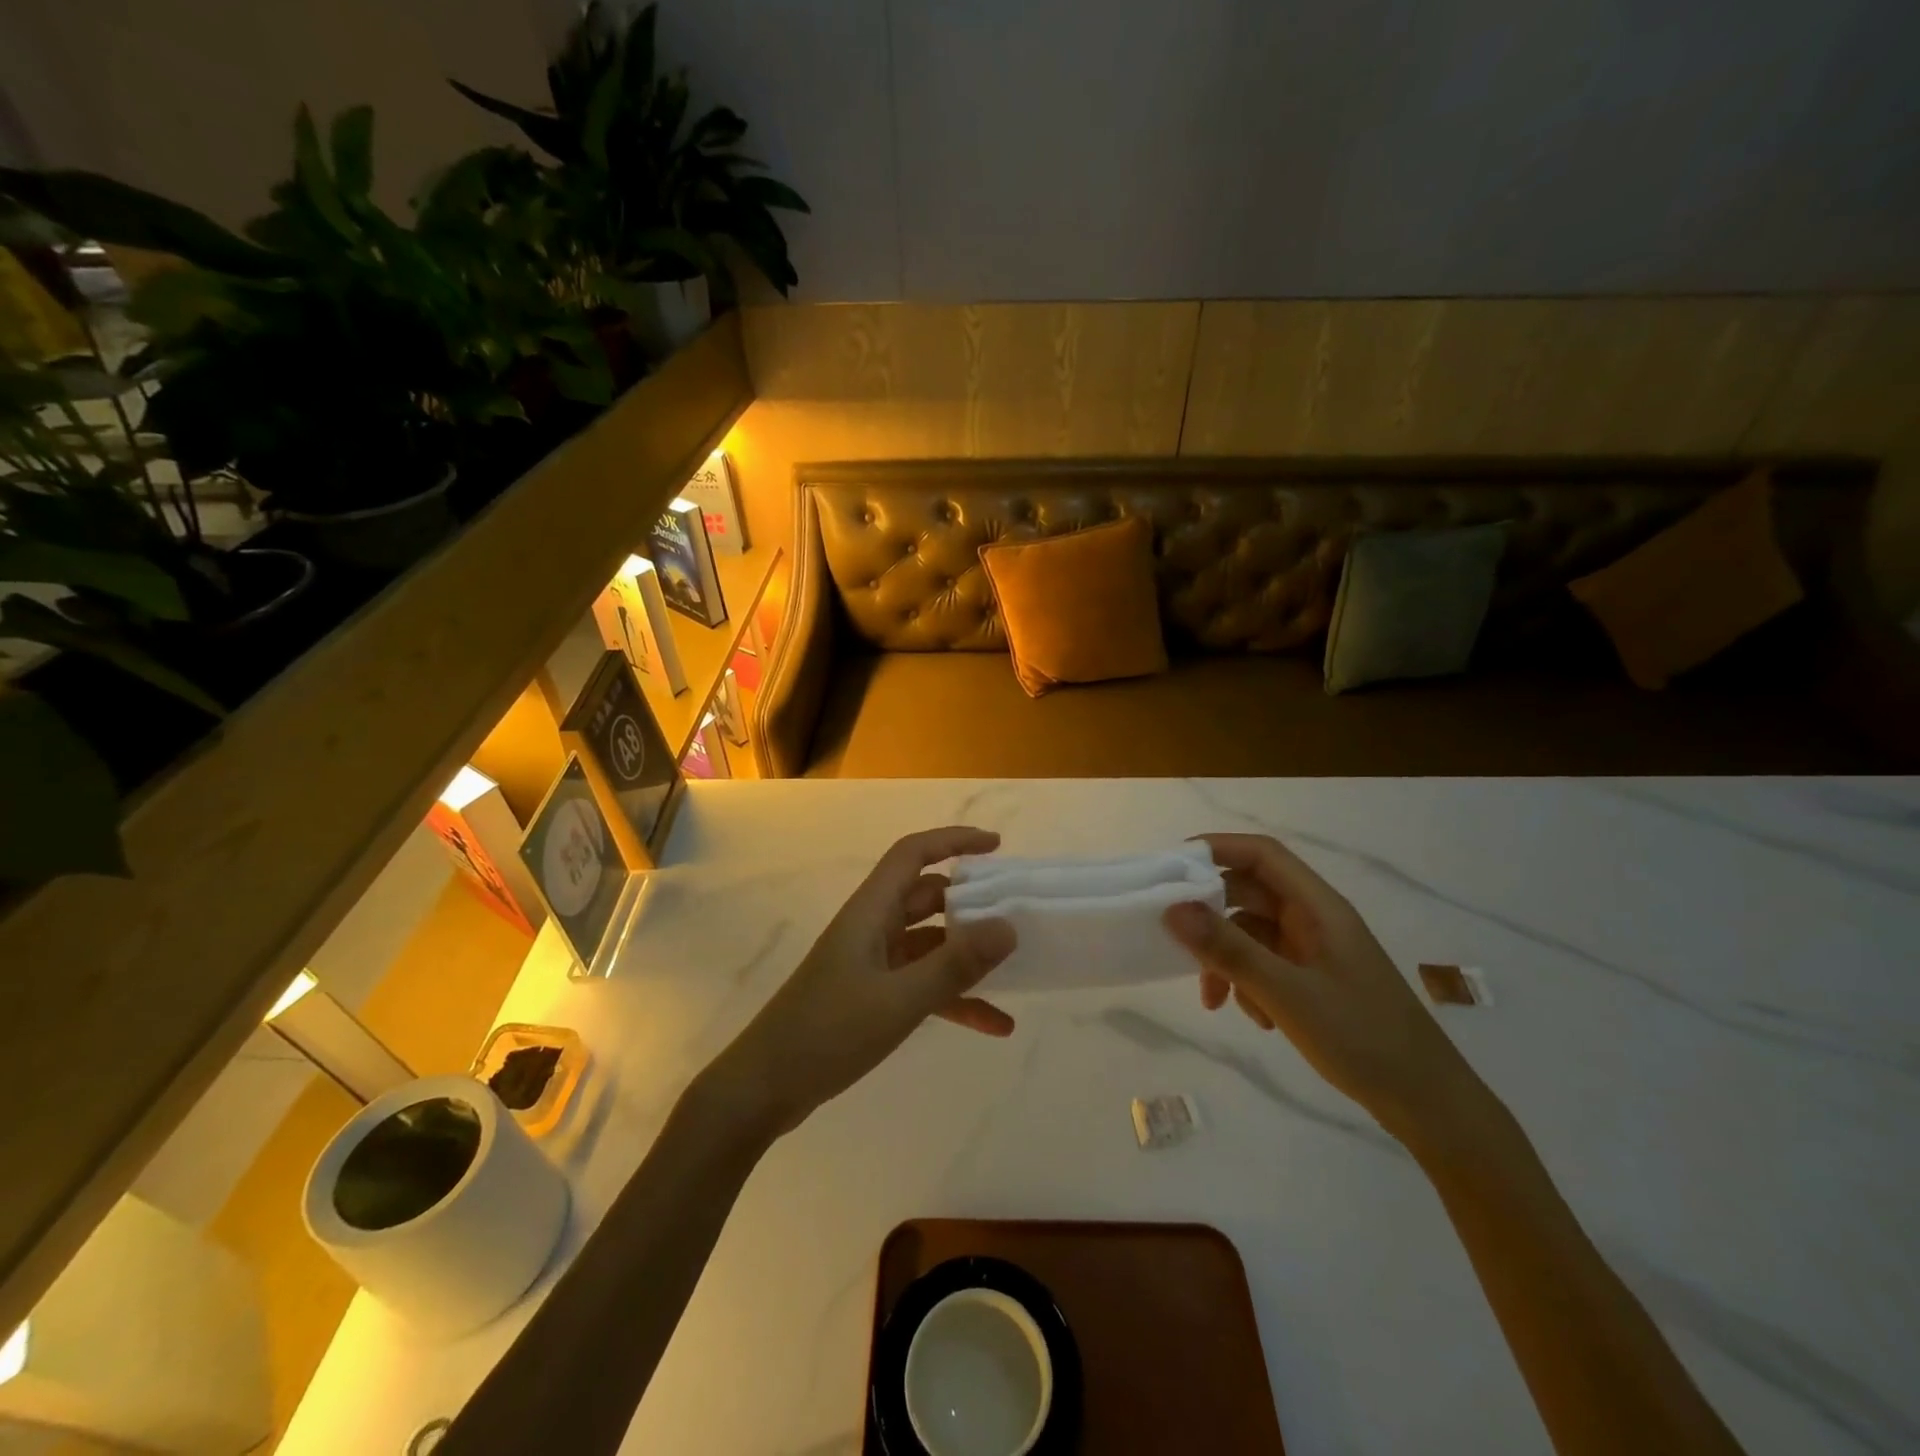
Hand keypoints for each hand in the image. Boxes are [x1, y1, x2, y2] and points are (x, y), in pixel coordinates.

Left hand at [703, 826, 1017, 1137]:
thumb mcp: (899, 1000)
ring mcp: (871, 963)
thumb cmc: (827, 1033)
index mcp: (871, 912)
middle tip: (1016, 912)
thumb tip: (1008, 927)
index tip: (996, 846)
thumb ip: (955, 965)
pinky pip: (922, 984)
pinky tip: (995, 1025)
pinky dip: (955, 998)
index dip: (954, 841)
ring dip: (968, 957)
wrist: (764, 1089)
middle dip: (971, 901)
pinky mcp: (871, 996)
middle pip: (927, 897)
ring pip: (929, 944)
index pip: (913, 854)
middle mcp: (872, 928)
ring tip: (1017, 968)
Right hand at [1163, 833, 1485, 1147]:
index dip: (1216, 849)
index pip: (1261, 854)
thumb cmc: (1362, 1037)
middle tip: (1176, 941)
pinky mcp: (1314, 979)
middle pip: (1249, 893)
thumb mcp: (1286, 993)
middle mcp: (1315, 919)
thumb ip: (1229, 949)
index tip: (1171, 868)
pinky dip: (1248, 984)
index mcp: (1318, 906)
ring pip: (1252, 933)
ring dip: (1226, 959)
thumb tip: (1173, 909)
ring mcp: (1315, 950)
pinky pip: (1265, 964)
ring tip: (1214, 999)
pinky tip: (1254, 1018)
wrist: (1427, 1103)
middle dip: (1211, 917)